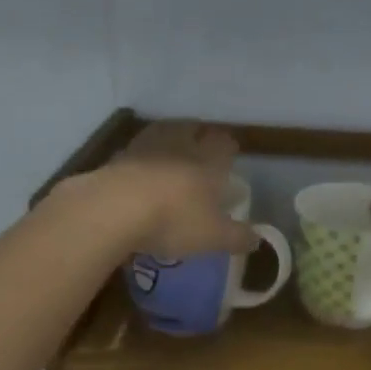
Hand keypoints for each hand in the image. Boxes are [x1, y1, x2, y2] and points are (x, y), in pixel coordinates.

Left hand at [91, 120, 259, 259]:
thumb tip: (257, 239)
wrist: (113, 209)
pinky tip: (141, 169)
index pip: (224, 144)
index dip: (228, 147)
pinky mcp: (116, 158)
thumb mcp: (214, 237)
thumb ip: (237, 237)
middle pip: (192, 130)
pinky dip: (142, 156)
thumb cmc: (174, 220)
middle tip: (201, 146)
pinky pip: (135, 150)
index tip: (230, 153)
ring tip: (170, 152)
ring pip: (162, 133)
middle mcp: (179, 147)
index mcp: (208, 161)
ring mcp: (145, 148)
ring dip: (169, 139)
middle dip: (199, 136)